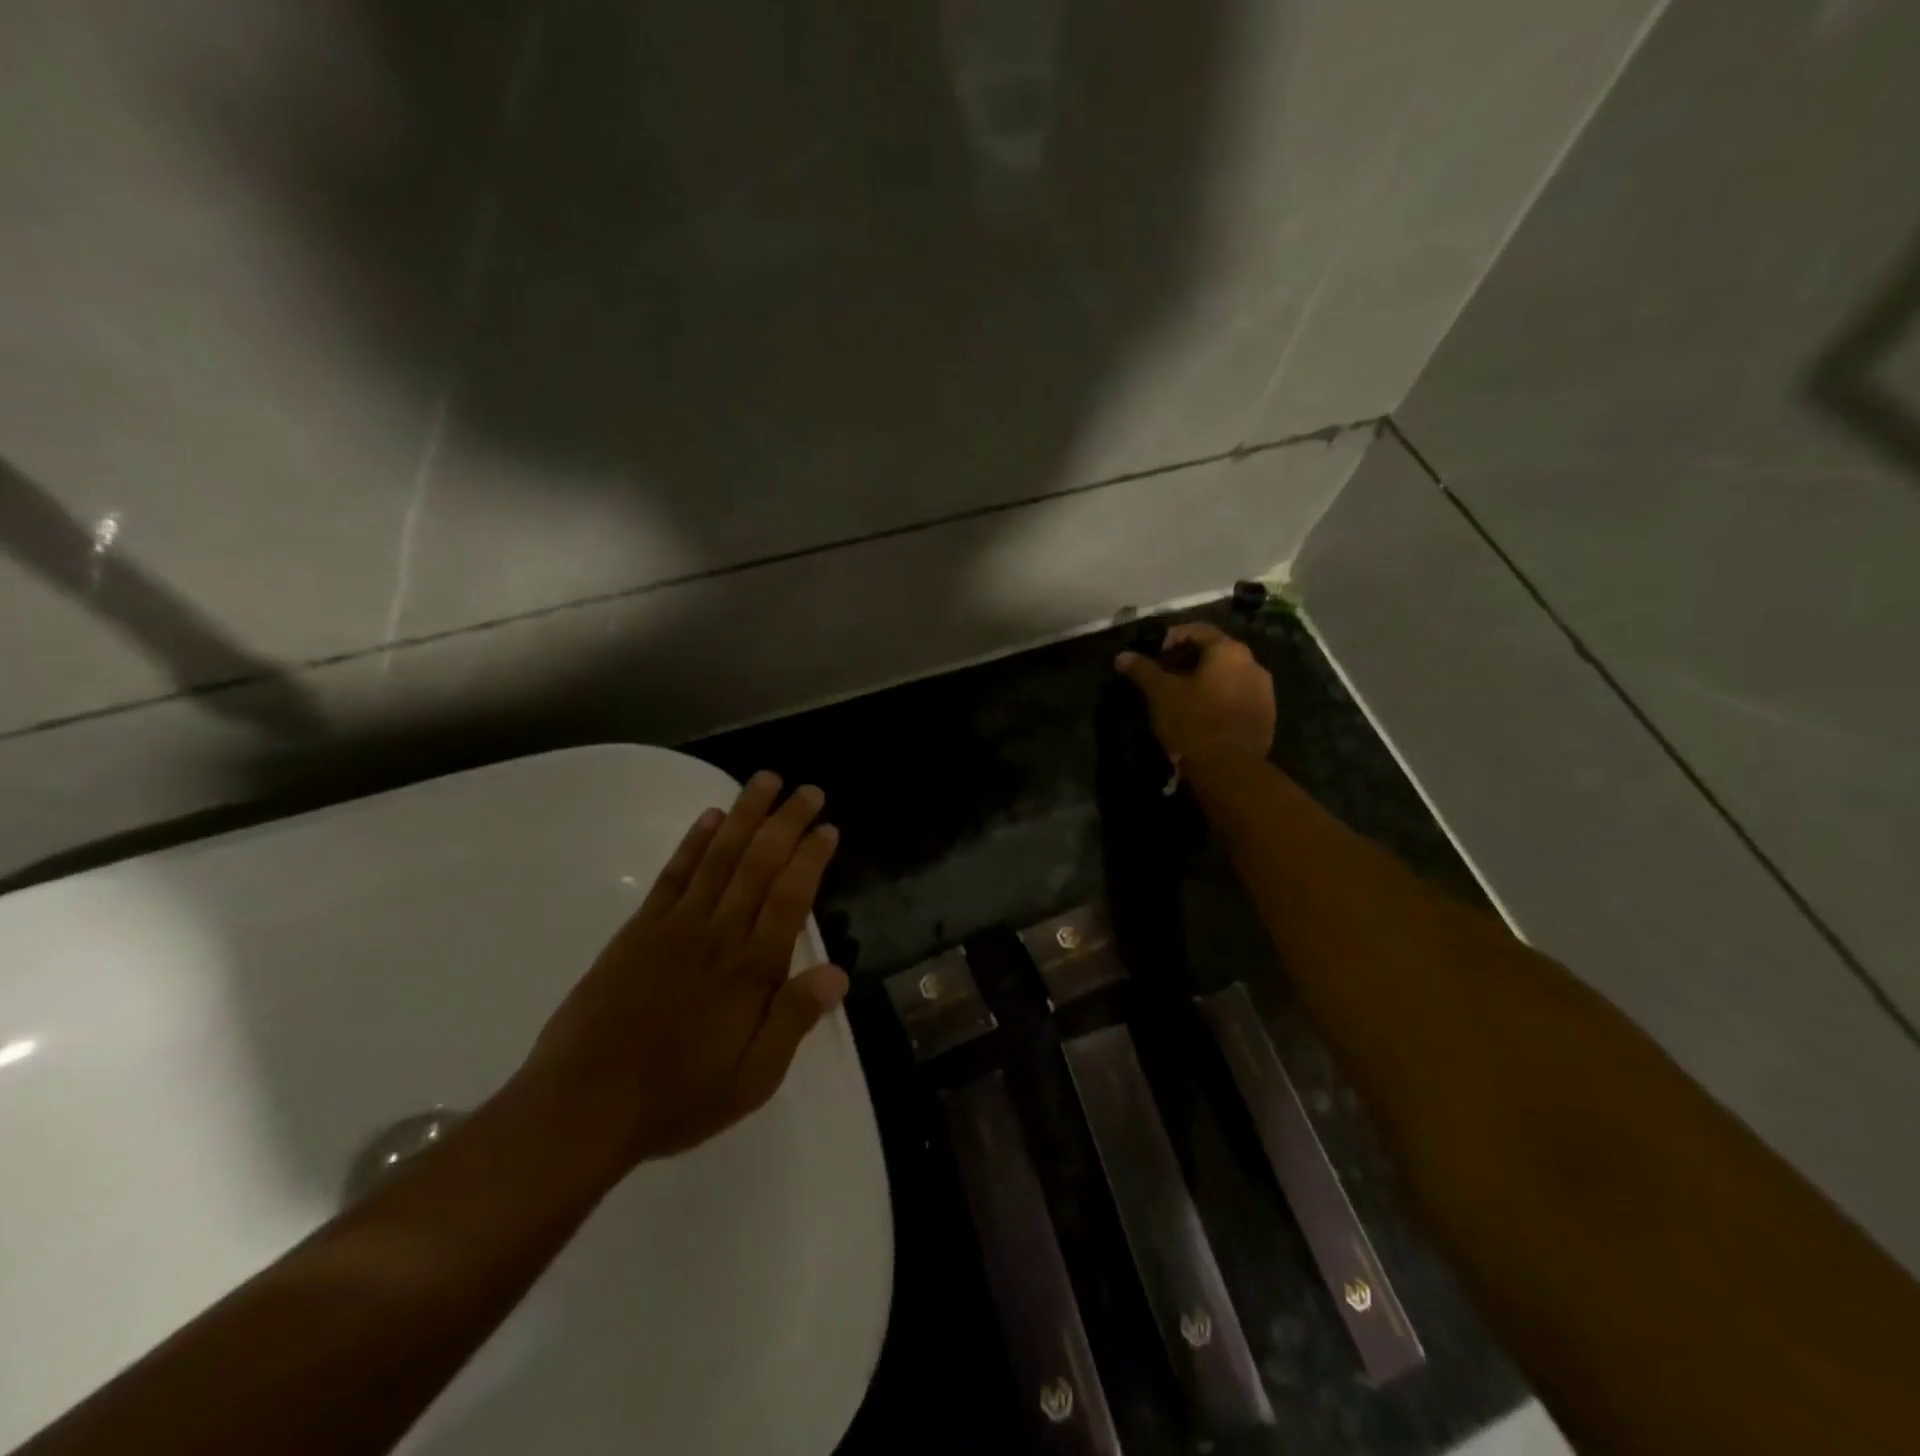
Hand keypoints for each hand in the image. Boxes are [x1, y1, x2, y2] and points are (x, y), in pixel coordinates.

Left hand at [518, 772, 849, 1169]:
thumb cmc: (676, 1098)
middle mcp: (717, 934)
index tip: (828, 828)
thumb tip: (838, 972)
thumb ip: (793, 1020)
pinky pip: (673, 875)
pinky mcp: (638, 930)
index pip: (791, 896)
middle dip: (786, 821)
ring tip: (766, 781)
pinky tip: (710, 818)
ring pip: (719, 857)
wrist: (580, 1107)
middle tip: (808, 790)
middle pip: (759, 863)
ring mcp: (674, 926)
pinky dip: (694, 842)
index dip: (812, 857)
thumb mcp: (752, 1079)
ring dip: (745, 815)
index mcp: (750, 970)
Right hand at [1115, 622, 1274, 768]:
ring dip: (1205, 680)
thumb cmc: (1193, 722)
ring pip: (1228, 675)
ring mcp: (1264, 691)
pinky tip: (1202, 715)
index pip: (1198, 630)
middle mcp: (1253, 664)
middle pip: (1216, 651)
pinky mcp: (1266, 716)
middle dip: (1188, 660)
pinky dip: (1219, 698)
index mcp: (1228, 651)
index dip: (1172, 637)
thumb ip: (1143, 670)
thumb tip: (1122, 656)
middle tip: (1164, 676)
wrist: (1230, 770)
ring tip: (1181, 697)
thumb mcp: (1160, 694)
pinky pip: (1238, 696)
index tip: (1154, 656)